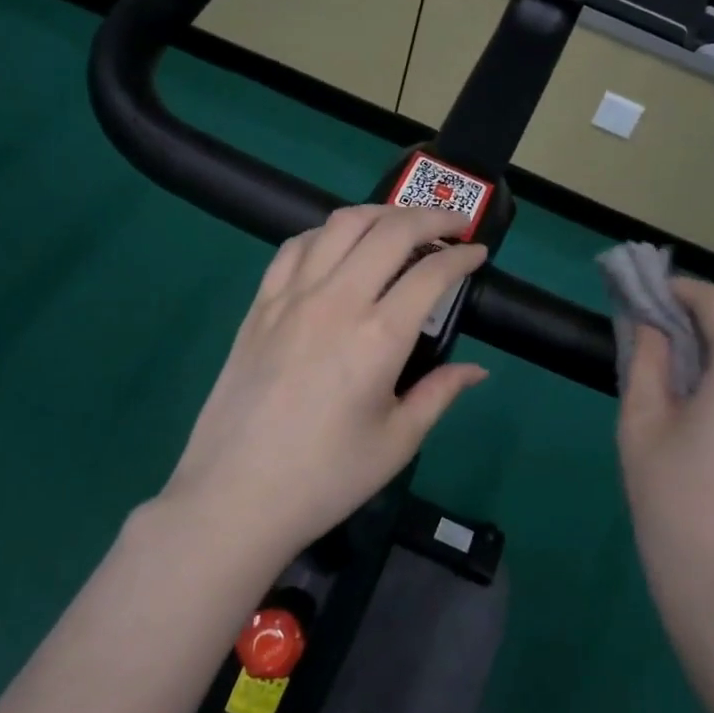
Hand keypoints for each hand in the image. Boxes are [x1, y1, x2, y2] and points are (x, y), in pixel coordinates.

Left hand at [162, 204, 489, 559]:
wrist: (234, 498)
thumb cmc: (325, 478)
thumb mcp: (397, 442)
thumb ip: (440, 393)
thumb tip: (476, 370)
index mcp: (378, 337)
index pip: (432, 273)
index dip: (463, 256)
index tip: (479, 254)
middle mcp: (336, 301)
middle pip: (390, 230)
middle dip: (430, 217)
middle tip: (453, 226)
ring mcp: (291, 297)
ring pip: (340, 225)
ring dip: (380, 214)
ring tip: (401, 226)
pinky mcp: (260, 305)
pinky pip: (295, 247)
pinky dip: (327, 233)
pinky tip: (339, 247)